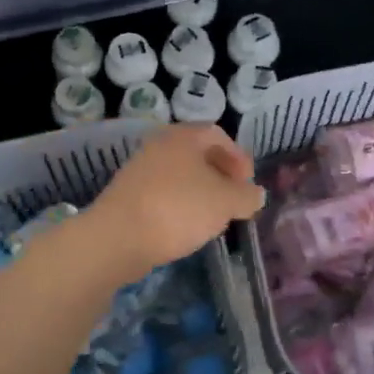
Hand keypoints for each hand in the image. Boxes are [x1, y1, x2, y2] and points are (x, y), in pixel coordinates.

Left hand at [82, 124, 265, 282]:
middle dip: (221, 177)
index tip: (248, 185)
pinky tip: (186, 228)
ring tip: (214, 218)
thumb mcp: (225, 202)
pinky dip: (180, 205)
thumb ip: (246, 196)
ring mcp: (140, 170)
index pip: (219, 135)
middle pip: (198, 155)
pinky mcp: (128, 196)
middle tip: (234, 201)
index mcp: (184, 137)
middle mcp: (159, 146)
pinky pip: (163, 194)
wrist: (118, 238)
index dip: (239, 158)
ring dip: (201, 193)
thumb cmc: (178, 209)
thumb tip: (255, 194)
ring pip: (181, 176)